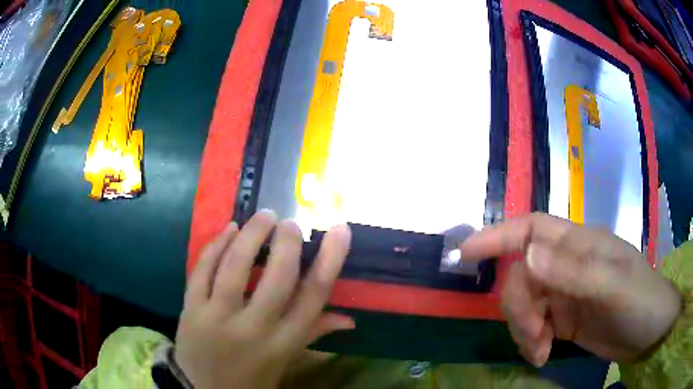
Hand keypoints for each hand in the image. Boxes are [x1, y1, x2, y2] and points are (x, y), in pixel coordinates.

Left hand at [174, 210, 354, 388]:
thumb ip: (314, 334)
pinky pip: (201, 270)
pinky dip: (216, 245)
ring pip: (234, 268)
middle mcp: (254, 330)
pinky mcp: (190, 310)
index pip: (313, 297)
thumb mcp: (286, 360)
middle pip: (276, 279)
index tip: (340, 230)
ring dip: (250, 235)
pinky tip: (228, 229)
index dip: (330, 260)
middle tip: (290, 223)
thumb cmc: (252, 376)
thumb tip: (349, 318)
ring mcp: (217, 318)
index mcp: (284, 343)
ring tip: (263, 216)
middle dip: (286, 243)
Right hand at [460, 213, 681, 366]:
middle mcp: (566, 265)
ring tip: (541, 351)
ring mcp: (563, 294)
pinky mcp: (562, 320)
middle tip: (534, 336)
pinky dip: (531, 343)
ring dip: (524, 330)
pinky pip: (532, 328)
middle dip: (519, 307)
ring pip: (523, 304)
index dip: (497, 235)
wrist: (649, 333)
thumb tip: (527, 255)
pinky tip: (543, 355)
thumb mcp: (613, 286)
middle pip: (521, 275)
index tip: (465, 253)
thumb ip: (573, 270)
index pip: (531, 229)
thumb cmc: (639, 300)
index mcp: (579, 245)